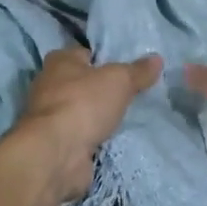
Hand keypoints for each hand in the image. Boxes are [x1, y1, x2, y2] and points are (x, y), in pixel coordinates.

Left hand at [12, 47, 162, 202]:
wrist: (57, 152)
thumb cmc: (84, 103)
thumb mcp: (119, 81)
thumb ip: (138, 71)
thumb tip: (157, 59)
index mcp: (60, 61)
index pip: (83, 52)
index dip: (102, 58)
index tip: (123, 67)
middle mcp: (49, 85)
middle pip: (80, 81)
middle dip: (99, 87)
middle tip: (127, 92)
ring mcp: (49, 116)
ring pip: (79, 109)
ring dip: (95, 114)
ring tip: (123, 116)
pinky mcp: (54, 141)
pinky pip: (78, 133)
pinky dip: (91, 136)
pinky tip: (109, 138)